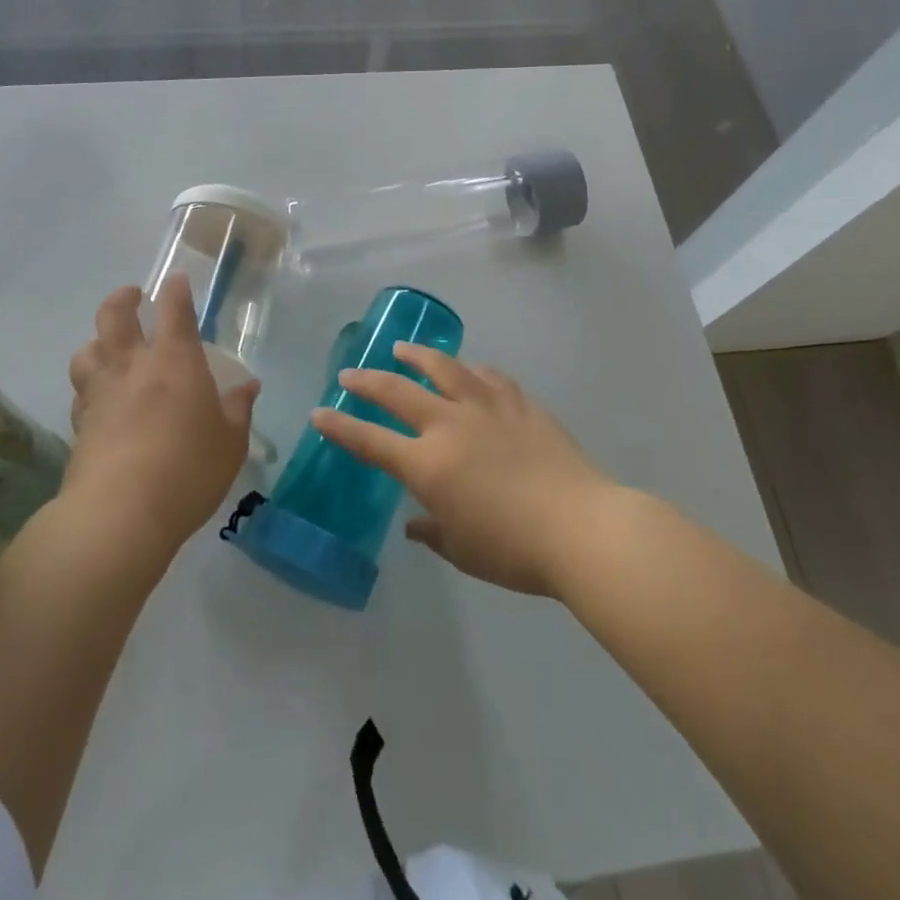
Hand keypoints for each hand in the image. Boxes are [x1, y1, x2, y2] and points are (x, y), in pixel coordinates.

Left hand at [64, 275, 258, 560]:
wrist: (121, 513)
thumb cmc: (189, 468)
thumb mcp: (230, 441)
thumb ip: (238, 408)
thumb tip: (248, 386)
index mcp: (175, 361)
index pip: (174, 309)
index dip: (175, 289)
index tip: (176, 279)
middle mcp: (132, 366)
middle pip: (114, 315)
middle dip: (123, 298)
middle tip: (132, 296)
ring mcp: (100, 393)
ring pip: (87, 350)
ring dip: (97, 341)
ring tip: (108, 347)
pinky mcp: (80, 423)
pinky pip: (81, 391)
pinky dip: (90, 385)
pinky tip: (100, 398)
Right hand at [309, 345, 614, 597]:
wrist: (580, 526)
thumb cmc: (514, 550)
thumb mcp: (463, 550)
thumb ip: (432, 532)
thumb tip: (414, 523)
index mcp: (428, 464)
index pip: (371, 441)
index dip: (341, 427)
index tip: (319, 413)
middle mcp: (450, 425)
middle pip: (398, 392)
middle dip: (368, 382)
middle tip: (350, 375)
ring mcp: (486, 408)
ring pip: (443, 368)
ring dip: (416, 356)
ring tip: (401, 348)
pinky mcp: (519, 403)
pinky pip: (488, 377)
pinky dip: (471, 371)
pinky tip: (469, 370)